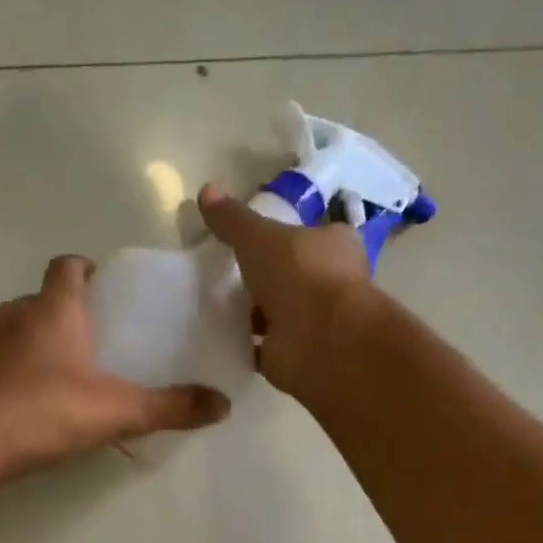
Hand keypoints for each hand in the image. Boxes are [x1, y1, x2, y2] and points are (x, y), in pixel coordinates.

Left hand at [0, 255, 229, 485]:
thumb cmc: (43, 412)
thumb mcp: (116, 411)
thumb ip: (169, 407)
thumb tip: (222, 405)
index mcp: (53, 308)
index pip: (68, 265)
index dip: (87, 270)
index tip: (107, 290)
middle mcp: (14, 314)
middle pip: (45, 298)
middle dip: (70, 312)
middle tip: (100, 341)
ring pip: (19, 329)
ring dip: (42, 342)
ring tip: (70, 375)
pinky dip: (17, 370)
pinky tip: (34, 403)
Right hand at [197, 183, 372, 398]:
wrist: (320, 340)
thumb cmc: (300, 275)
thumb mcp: (259, 237)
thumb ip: (234, 219)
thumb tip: (206, 189)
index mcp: (335, 245)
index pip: (311, 235)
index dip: (284, 237)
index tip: (252, 242)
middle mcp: (332, 283)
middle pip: (294, 276)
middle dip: (266, 278)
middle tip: (227, 276)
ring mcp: (316, 322)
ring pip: (280, 313)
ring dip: (255, 314)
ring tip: (216, 306)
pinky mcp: (297, 354)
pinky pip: (266, 348)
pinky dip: (247, 345)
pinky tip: (220, 339)